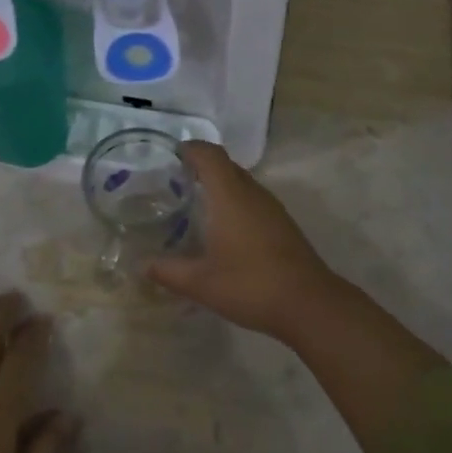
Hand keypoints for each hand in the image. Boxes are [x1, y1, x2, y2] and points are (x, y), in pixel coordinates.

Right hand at [147, 142, 350, 340]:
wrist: (309, 304)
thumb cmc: (250, 285)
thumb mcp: (201, 283)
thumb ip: (168, 271)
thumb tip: (142, 265)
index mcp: (230, 196)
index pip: (210, 156)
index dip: (191, 148)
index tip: (172, 152)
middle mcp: (252, 194)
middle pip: (227, 165)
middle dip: (203, 165)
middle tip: (176, 178)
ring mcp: (272, 208)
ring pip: (242, 183)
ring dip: (220, 184)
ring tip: (196, 201)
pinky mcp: (283, 224)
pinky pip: (253, 200)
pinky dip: (235, 202)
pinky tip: (224, 228)